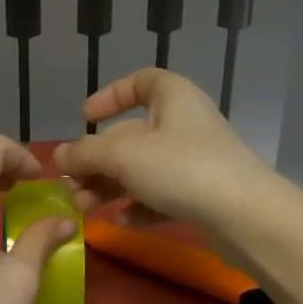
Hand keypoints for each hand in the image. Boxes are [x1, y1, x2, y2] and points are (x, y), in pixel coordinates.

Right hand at [55, 69, 277, 231]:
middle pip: (132, 134)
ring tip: (85, 209)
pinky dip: (139, 205)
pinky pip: (162, 194)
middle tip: (71, 186)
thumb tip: (57, 156)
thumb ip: (85, 153)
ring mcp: (196, 160)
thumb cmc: (181, 169)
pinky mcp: (203, 194)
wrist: (245, 215)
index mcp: (172, 97)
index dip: (110, 96)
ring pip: (143, 168)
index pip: (140, 82)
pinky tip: (121, 221)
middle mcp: (185, 123)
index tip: (85, 117)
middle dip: (97, 161)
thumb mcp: (122, 156)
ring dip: (110, 187)